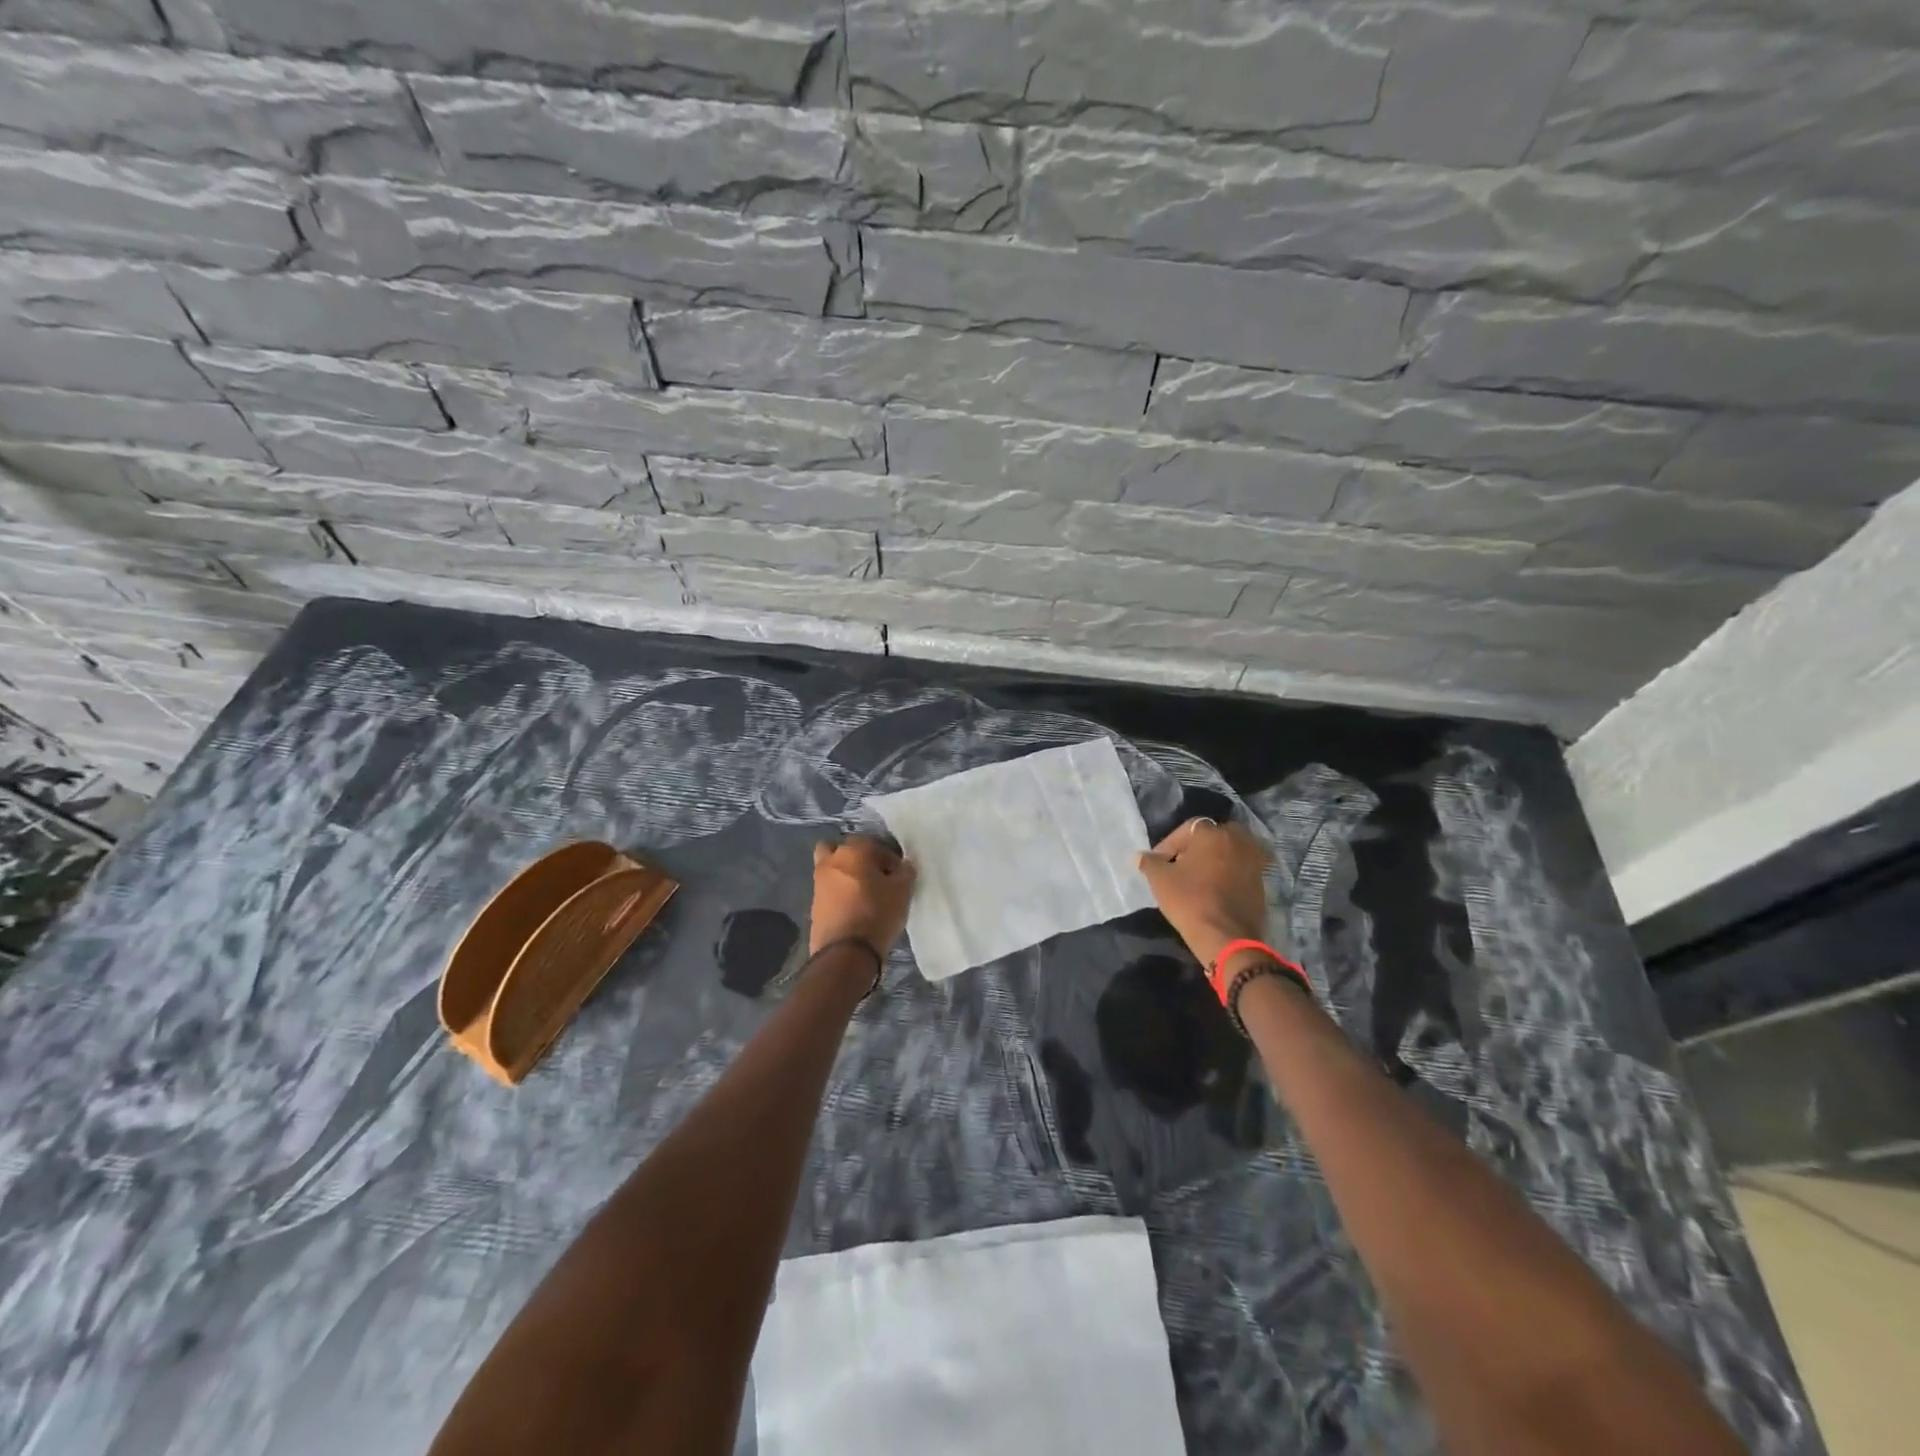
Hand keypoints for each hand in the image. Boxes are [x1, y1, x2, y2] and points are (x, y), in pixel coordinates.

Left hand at [809, 836, 915, 957]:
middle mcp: (832, 860)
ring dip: (846, 873)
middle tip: (877, 877)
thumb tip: (903, 866)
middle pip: (846, 849)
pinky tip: (854, 907)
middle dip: (861, 858)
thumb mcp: (902, 891)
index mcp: (854, 851)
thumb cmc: (877, 914)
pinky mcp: (814, 904)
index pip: (874, 843)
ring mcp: (819, 882)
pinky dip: (839, 892)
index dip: (889, 858)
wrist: (845, 953)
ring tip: (864, 893)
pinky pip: (829, 889)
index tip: (898, 874)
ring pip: (832, 867)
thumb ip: (905, 872)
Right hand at [1136, 817, 1270, 968]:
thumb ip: (1149, 862)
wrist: (1227, 937)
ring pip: (1229, 852)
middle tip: (1181, 865)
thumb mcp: (1160, 879)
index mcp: (1212, 833)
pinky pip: (1240, 870)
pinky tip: (1214, 890)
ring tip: (1197, 878)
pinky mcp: (1262, 883)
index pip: (1187, 828)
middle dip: (1196, 847)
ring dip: (1214, 860)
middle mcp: (1238, 840)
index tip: (1159, 862)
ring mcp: (1254, 861)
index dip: (1169, 844)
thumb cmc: (1190, 900)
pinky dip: (1228, 875)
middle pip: (1213, 836)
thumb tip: (1141, 856)